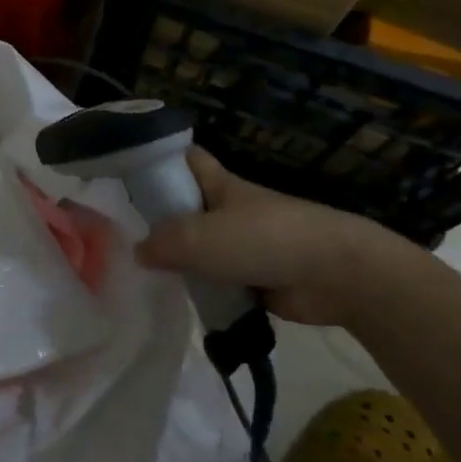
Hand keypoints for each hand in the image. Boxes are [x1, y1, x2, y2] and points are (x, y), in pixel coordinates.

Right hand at [134, 148, 416, 327]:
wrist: (337, 275)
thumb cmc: (264, 239)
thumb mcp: (201, 237)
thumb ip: (164, 243)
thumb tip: (139, 252)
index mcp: (220, 185)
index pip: (186, 160)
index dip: (160, 160)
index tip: (129, 172)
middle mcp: (230, 210)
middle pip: (188, 207)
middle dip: (162, 219)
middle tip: (123, 236)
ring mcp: (247, 245)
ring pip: (203, 247)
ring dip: (182, 261)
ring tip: (143, 275)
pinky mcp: (259, 278)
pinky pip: (221, 280)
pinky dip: (205, 289)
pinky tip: (180, 301)